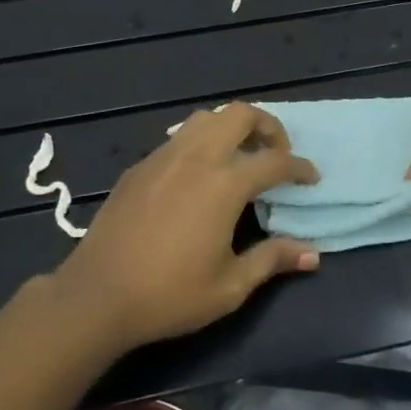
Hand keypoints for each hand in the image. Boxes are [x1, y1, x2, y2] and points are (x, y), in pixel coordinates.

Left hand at [52, 102, 320, 350]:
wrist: (98, 295)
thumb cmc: (169, 295)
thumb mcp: (230, 287)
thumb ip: (272, 260)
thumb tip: (312, 253)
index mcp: (224, 184)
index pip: (274, 161)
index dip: (299, 167)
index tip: (310, 177)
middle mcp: (197, 158)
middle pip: (239, 114)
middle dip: (267, 126)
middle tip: (276, 153)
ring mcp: (164, 157)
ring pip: (205, 118)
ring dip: (230, 127)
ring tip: (239, 156)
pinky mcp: (140, 166)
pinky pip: (178, 137)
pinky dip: (200, 142)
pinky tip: (198, 174)